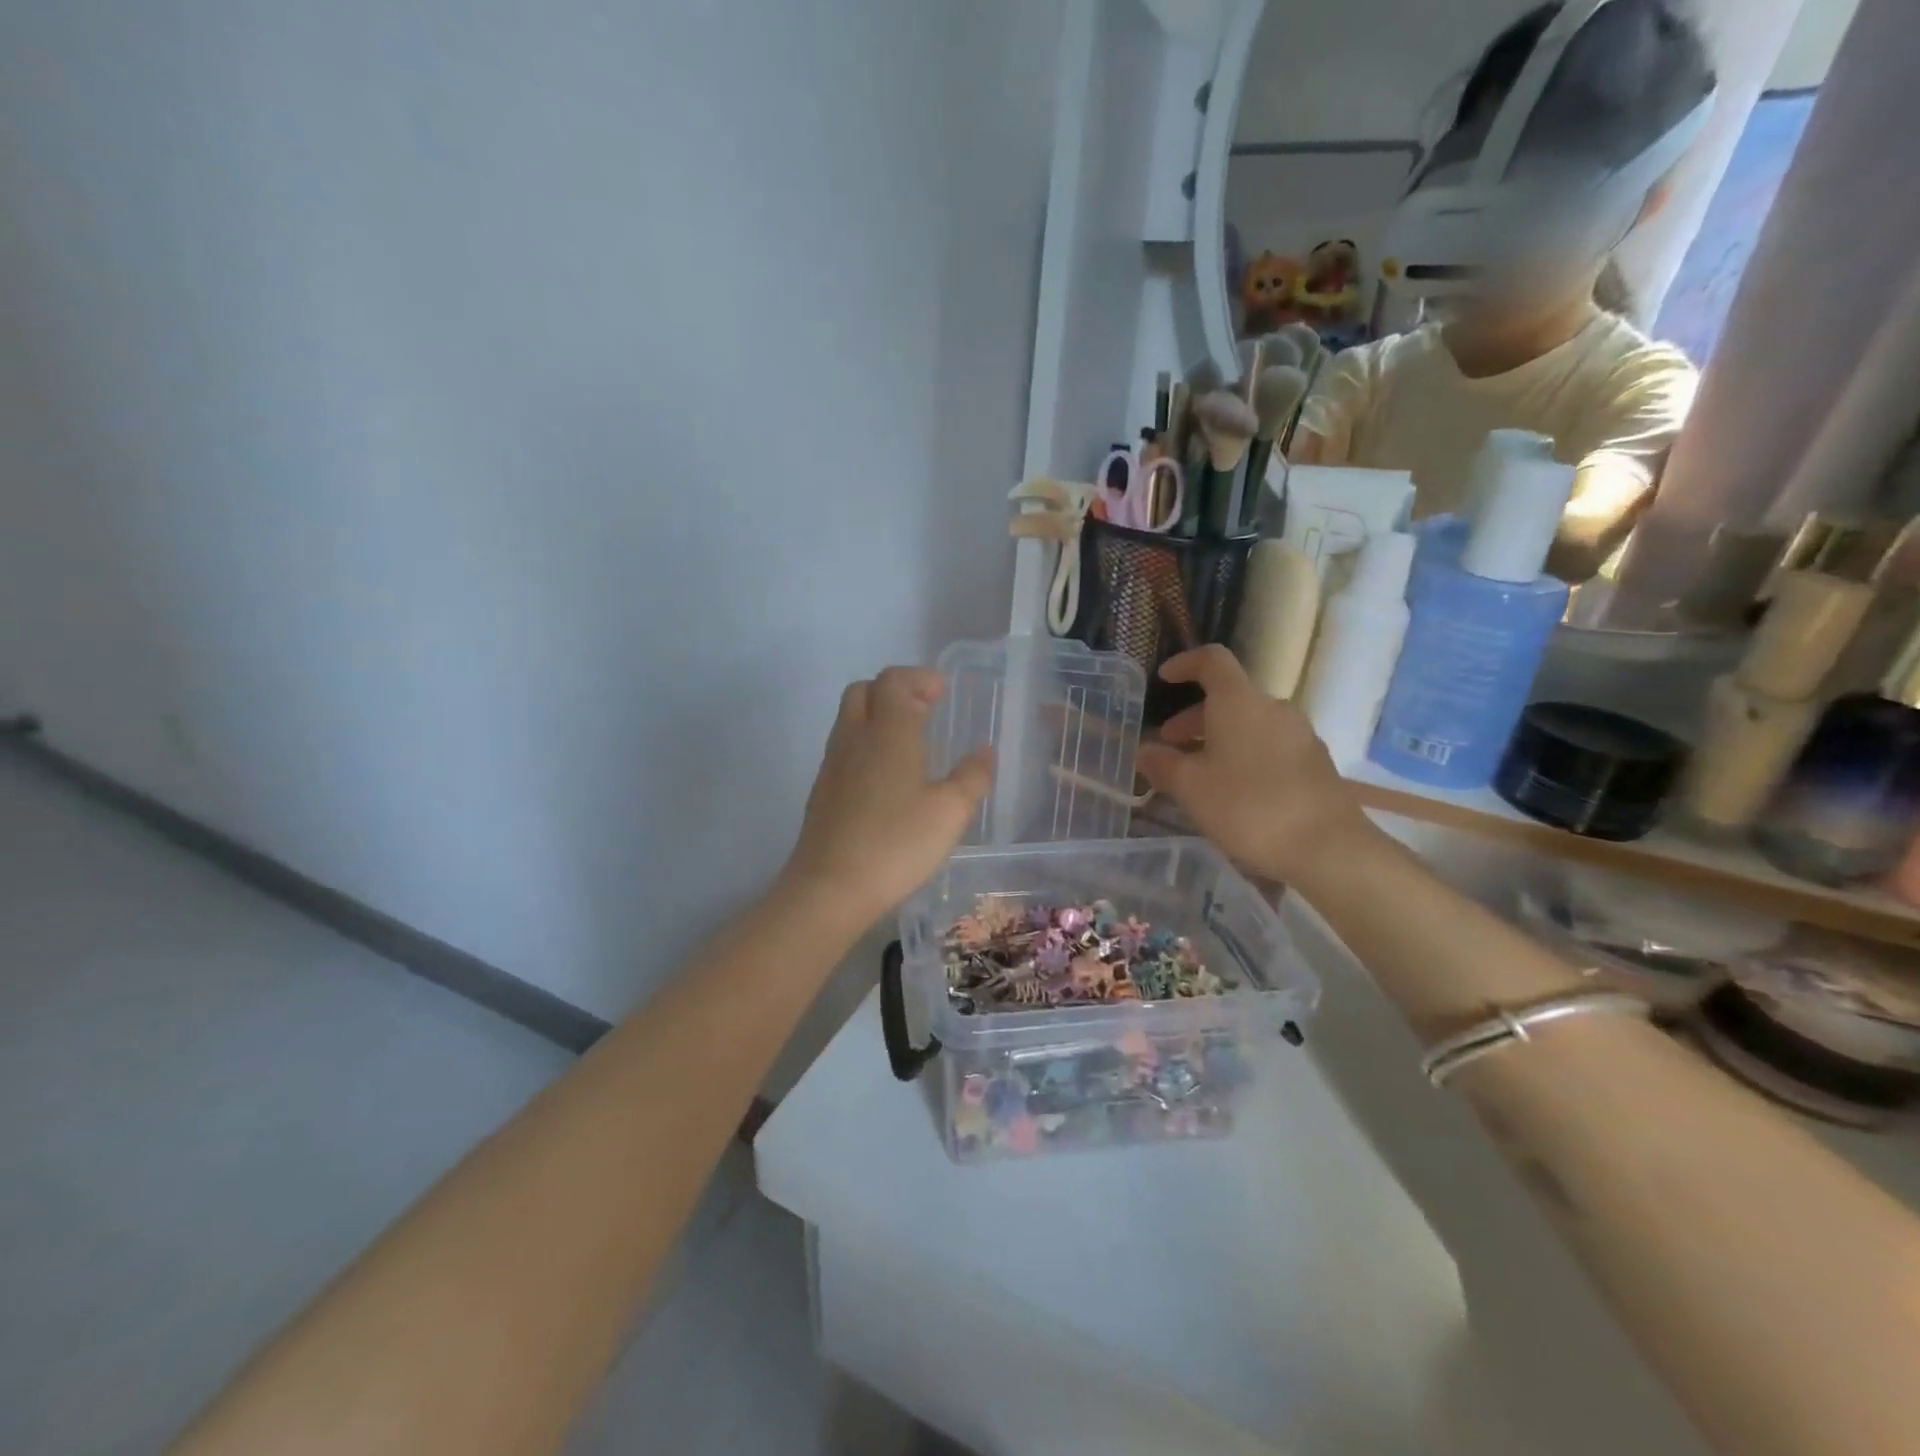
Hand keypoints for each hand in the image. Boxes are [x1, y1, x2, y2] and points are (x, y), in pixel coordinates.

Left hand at [780, 667, 992, 926]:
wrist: (829, 888)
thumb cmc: (896, 845)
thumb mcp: (950, 813)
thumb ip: (972, 777)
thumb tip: (984, 751)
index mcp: (887, 732)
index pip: (894, 680)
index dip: (919, 678)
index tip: (943, 693)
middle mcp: (854, 738)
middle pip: (865, 690)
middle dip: (895, 690)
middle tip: (925, 710)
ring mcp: (832, 764)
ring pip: (850, 718)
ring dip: (878, 716)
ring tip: (910, 742)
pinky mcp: (822, 790)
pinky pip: (844, 747)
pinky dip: (866, 743)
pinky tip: (887, 778)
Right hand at [1136, 645, 1372, 884]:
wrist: (1326, 847)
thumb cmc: (1247, 807)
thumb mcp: (1190, 787)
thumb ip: (1162, 764)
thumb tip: (1145, 751)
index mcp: (1240, 702)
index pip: (1212, 661)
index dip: (1185, 664)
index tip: (1164, 679)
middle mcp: (1273, 708)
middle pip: (1229, 697)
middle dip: (1194, 718)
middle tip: (1169, 745)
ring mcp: (1300, 735)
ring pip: (1249, 724)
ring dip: (1218, 739)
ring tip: (1197, 773)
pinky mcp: (1315, 762)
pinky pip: (1269, 745)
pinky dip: (1243, 755)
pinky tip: (1232, 790)